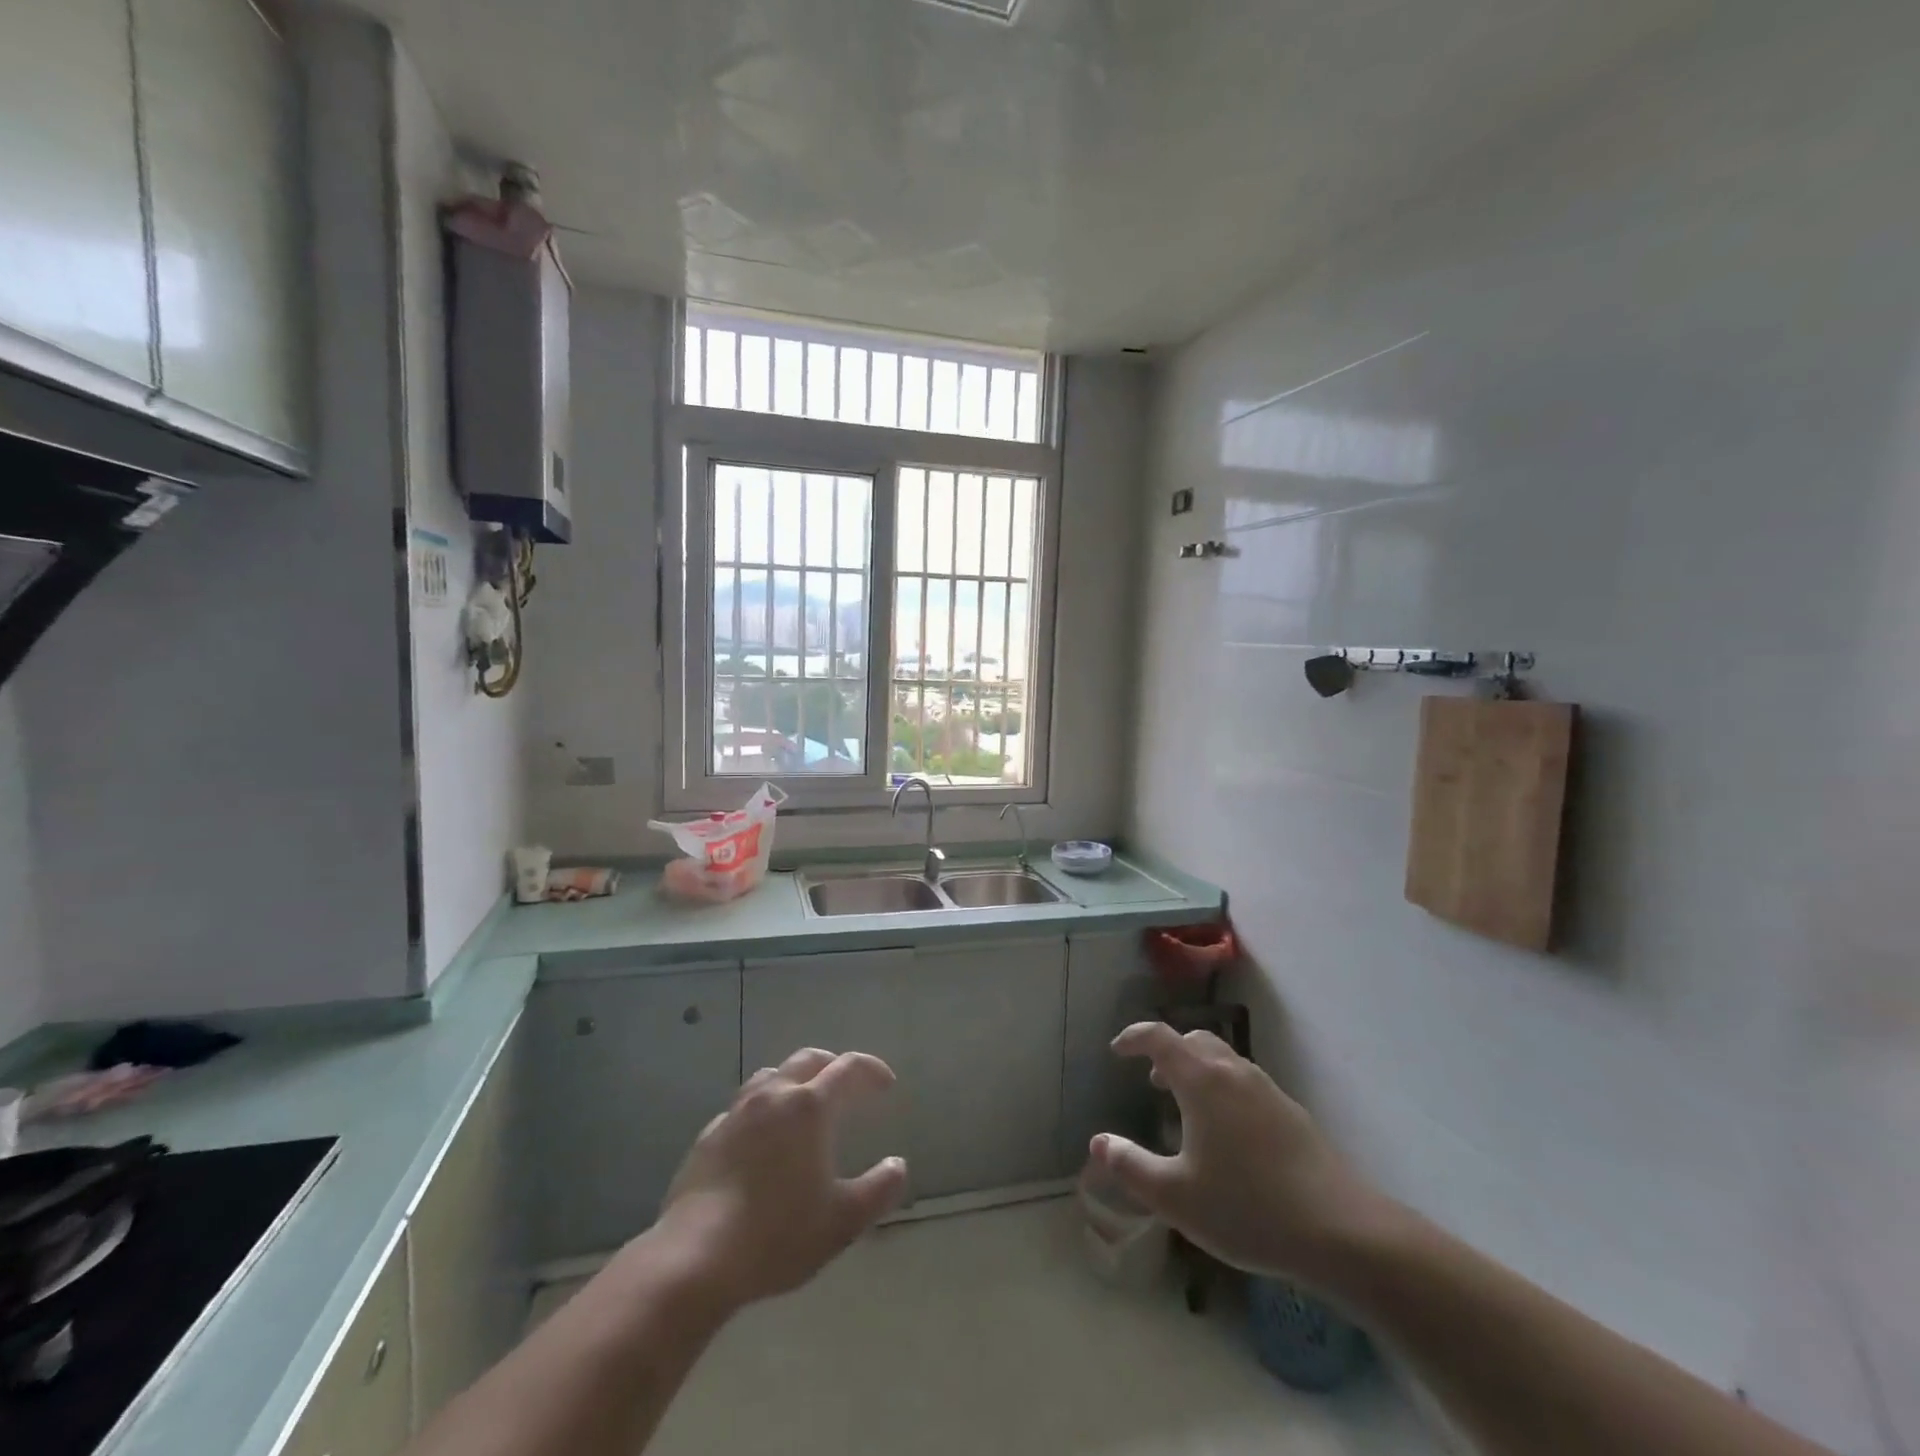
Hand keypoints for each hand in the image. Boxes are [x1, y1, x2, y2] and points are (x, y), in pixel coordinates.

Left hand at [653, 1047, 908, 1311]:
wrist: (695, 1258)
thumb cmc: (777, 1235)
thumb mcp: (842, 1221)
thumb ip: (878, 1190)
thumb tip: (898, 1166)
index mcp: (809, 1106)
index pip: (848, 1068)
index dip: (871, 1070)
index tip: (886, 1084)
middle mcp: (773, 1096)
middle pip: (808, 1059)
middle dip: (833, 1065)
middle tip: (848, 1084)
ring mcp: (736, 1113)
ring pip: (771, 1075)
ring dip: (794, 1080)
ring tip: (804, 1103)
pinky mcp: (708, 1137)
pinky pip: (743, 1107)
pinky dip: (763, 1110)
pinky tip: (762, 1138)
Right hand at [1090, 1023, 1391, 1284]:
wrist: (1342, 1231)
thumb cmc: (1248, 1208)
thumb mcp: (1176, 1196)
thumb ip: (1131, 1167)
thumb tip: (1098, 1143)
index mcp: (1202, 1080)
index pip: (1159, 1037)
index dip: (1134, 1037)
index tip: (1117, 1050)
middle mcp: (1234, 1072)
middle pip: (1195, 1040)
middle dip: (1168, 1051)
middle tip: (1153, 1080)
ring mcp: (1267, 1090)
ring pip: (1223, 1060)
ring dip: (1197, 1070)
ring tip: (1187, 1106)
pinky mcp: (1291, 1112)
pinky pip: (1245, 1082)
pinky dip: (1223, 1088)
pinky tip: (1227, 1134)